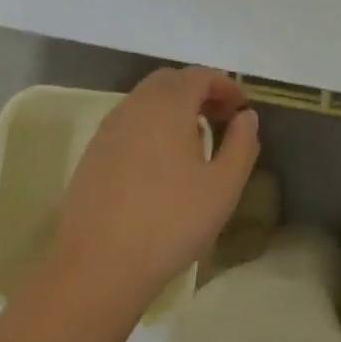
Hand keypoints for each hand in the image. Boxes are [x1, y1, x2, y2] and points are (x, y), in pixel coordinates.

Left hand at [51, 67, 260, 311]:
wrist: (97, 267)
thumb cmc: (170, 223)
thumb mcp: (223, 187)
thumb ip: (242, 144)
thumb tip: (247, 117)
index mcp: (168, 106)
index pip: (199, 75)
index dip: (225, 85)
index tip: (242, 108)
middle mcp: (135, 106)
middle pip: (170, 81)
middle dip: (199, 90)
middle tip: (221, 117)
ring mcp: (109, 129)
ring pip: (146, 100)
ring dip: (174, 107)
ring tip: (196, 139)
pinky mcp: (93, 153)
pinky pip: (129, 122)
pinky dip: (152, 125)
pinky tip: (162, 161)